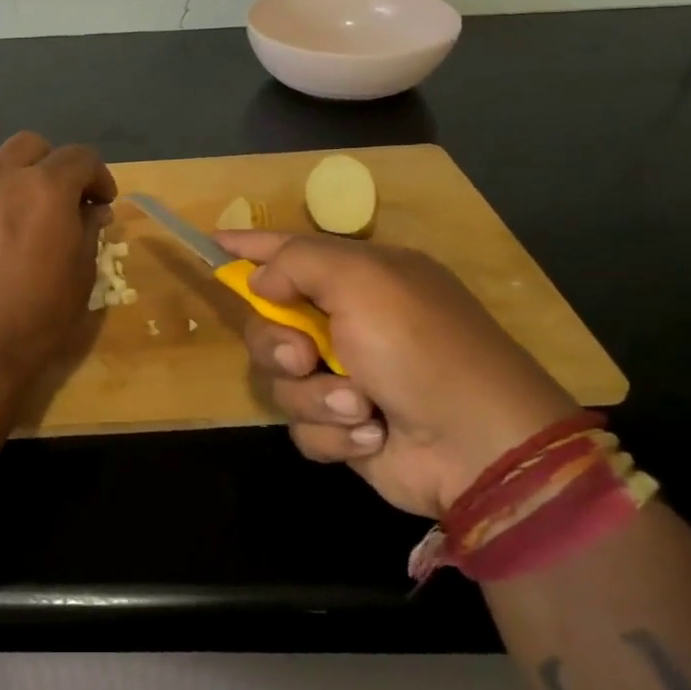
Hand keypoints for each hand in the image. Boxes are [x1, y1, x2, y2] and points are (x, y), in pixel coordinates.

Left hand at [0, 131, 116, 394]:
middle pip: (32, 145)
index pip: (80, 157)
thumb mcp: (81, 276)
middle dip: (55, 165)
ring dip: (19, 172)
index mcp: (45, 188)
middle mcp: (4, 178)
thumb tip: (92, 210)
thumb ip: (88, 231)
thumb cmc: (37, 316)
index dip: (98, 176)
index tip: (103, 203)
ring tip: (27, 207)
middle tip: (66, 199)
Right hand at [215, 231, 578, 518]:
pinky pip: (302, 424)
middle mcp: (348, 322)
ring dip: (315, 396)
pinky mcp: (344, 427)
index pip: (289, 251)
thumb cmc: (422, 349)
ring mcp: (345, 376)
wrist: (480, 447)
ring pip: (280, 379)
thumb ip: (298, 263)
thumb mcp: (363, 282)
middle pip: (269, 323)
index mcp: (360, 278)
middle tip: (303, 357)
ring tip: (359, 407)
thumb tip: (261, 280)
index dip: (248, 246)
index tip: (210, 242)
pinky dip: (332, 432)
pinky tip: (371, 435)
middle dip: (277, 344)